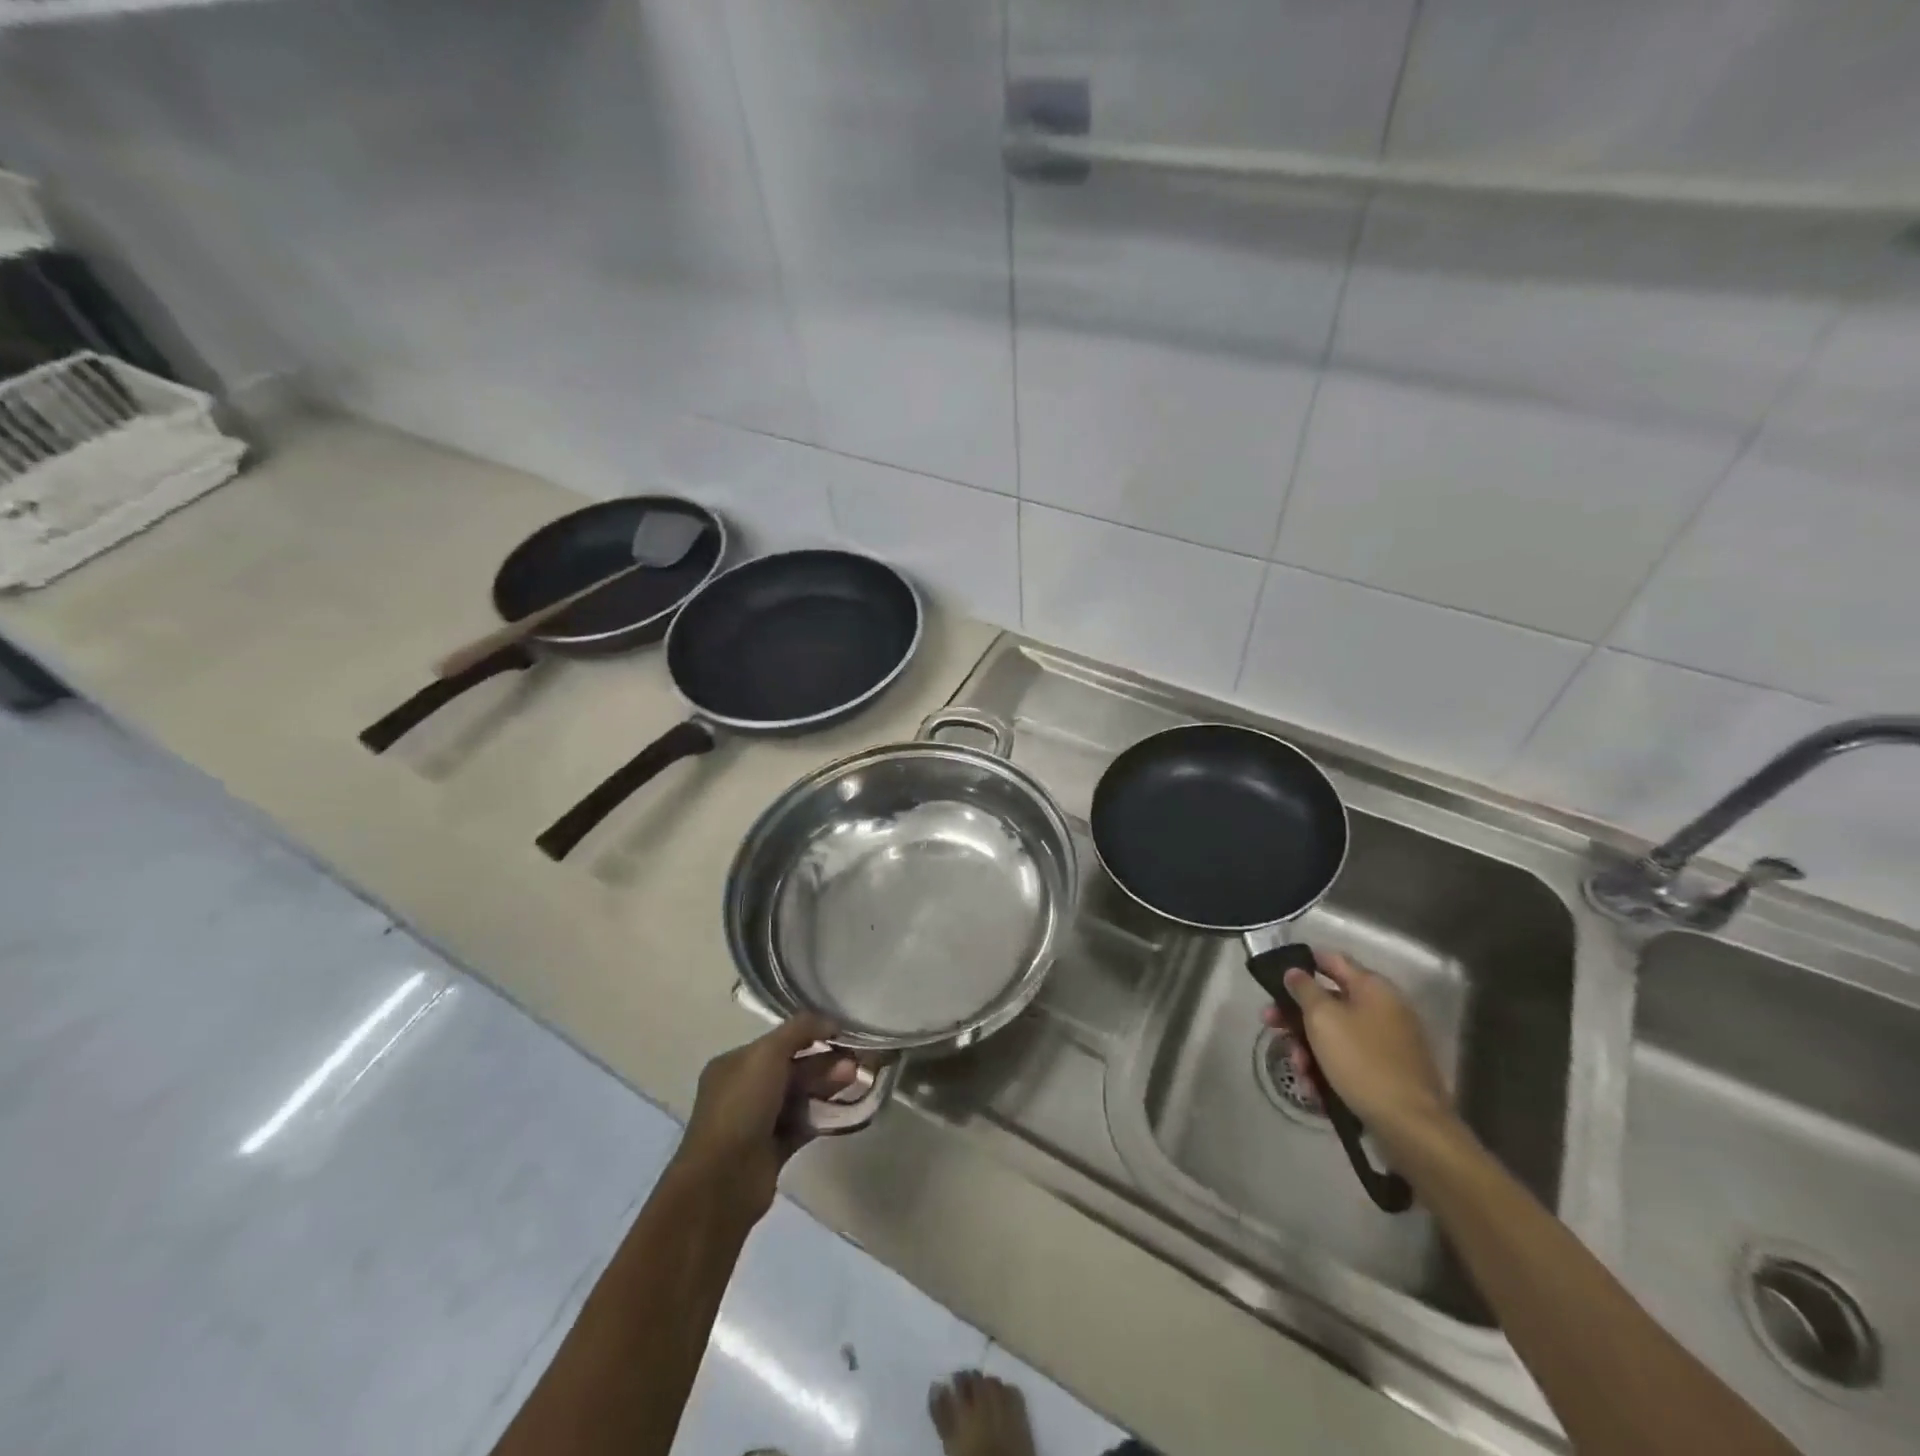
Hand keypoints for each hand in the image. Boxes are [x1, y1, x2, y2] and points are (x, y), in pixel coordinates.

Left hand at [668, 1015, 857, 1224]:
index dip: (810, 1035)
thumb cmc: (741, 1107)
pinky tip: (846, 1107)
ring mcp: (759, 1120)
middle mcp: (745, 1089)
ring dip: (827, 1085)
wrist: (724, 1181)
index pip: (778, 1041)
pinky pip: (804, 1123)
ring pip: (800, 1095)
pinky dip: (823, 1114)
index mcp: (735, 1064)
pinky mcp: (774, 1148)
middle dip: (824, 1062)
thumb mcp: (767, 1054)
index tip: (842, 1034)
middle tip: (855, 1061)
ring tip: (856, 1079)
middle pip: (792, 1067)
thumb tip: (831, 1020)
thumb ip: (800, 1030)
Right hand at [1262, 950, 1456, 1154]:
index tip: (1275, 975)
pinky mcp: (1388, 1072)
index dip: (1302, 962)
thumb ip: (1304, 989)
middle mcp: (1383, 1009)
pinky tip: (1314, 1090)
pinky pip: (1348, 1060)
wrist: (1411, 1126)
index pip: (1332, 959)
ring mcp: (1388, 1043)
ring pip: (1335, 1034)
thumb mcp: (1323, 1018)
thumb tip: (1295, 972)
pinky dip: (1328, 1070)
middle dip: (1295, 1015)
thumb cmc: (1362, 1061)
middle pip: (1328, 1001)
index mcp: (1373, 988)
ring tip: (1298, 1071)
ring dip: (1308, 1048)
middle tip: (1269, 1024)